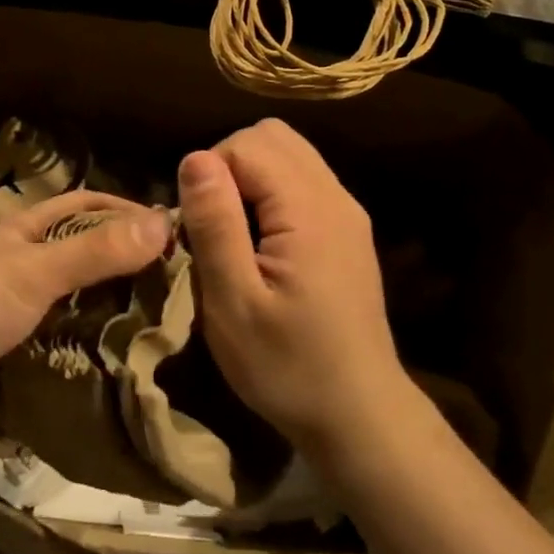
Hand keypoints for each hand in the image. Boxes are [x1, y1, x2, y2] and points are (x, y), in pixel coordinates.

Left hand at [0, 190, 169, 433]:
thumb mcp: (36, 271)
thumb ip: (96, 251)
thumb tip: (163, 223)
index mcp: (22, 230)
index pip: (84, 206)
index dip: (125, 211)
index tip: (171, 233)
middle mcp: (14, 260)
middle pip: (77, 251)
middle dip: (119, 262)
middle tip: (169, 287)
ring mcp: (2, 305)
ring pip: (64, 297)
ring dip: (99, 306)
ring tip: (149, 326)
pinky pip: (47, 337)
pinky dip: (74, 343)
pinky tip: (103, 359)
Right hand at [178, 119, 410, 456]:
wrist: (360, 416)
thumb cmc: (288, 367)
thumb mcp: (234, 304)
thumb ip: (216, 225)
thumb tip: (194, 157)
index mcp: (310, 210)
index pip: (247, 145)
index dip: (210, 174)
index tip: (198, 228)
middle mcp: (335, 196)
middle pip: (272, 136)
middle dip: (229, 164)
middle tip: (213, 223)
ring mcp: (347, 212)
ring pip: (289, 153)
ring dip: (250, 176)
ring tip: (233, 232)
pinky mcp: (348, 230)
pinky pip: (303, 180)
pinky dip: (271, 192)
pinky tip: (261, 242)